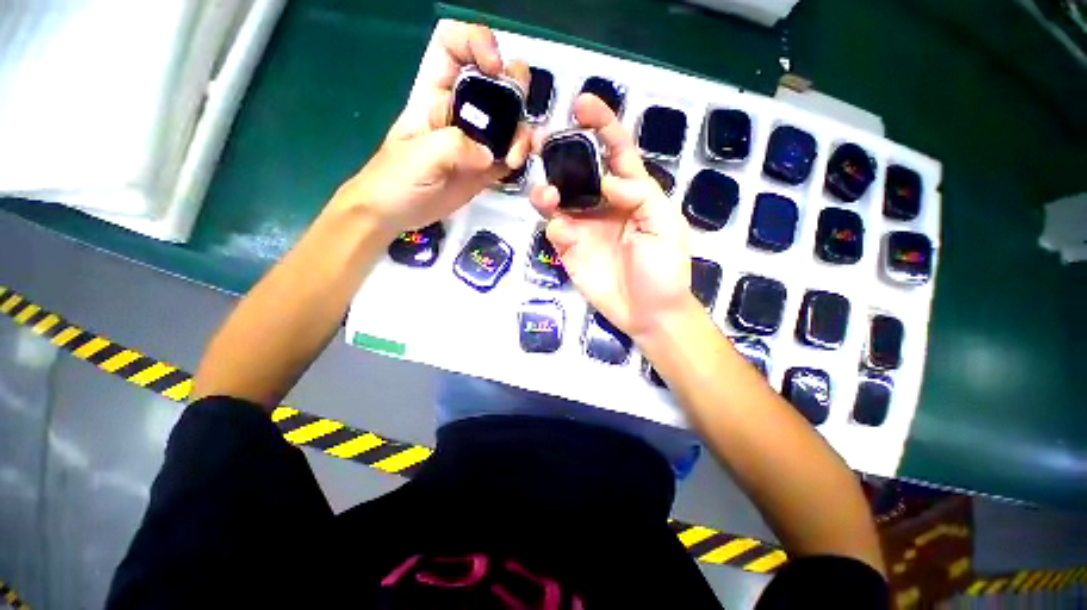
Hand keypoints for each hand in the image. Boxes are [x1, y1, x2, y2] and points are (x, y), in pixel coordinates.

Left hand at [328, 22, 531, 235]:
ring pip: (510, 122)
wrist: (395, 213)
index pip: (455, 47)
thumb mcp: (419, 156)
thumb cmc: (395, 179)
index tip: (494, 68)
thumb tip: (490, 155)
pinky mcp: (486, 168)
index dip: (477, 44)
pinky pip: (510, 155)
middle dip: (514, 91)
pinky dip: (520, 158)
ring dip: (521, 133)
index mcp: (436, 94)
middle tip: (516, 117)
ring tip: (517, 157)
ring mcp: (477, 141)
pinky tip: (518, 166)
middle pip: (496, 82)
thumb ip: (454, 146)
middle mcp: (461, 111)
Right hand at [530, 94, 696, 339]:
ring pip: (559, 196)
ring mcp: (584, 226)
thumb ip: (640, 196)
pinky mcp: (570, 248)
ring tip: (548, 194)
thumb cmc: (665, 270)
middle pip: (579, 169)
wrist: (648, 312)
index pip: (616, 151)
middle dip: (560, 150)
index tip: (582, 105)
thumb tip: (607, 180)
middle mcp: (603, 203)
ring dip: (547, 188)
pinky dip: (552, 221)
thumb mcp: (666, 227)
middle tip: (541, 141)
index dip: (602, 125)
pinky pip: (554, 227)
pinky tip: (559, 226)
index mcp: (632, 192)